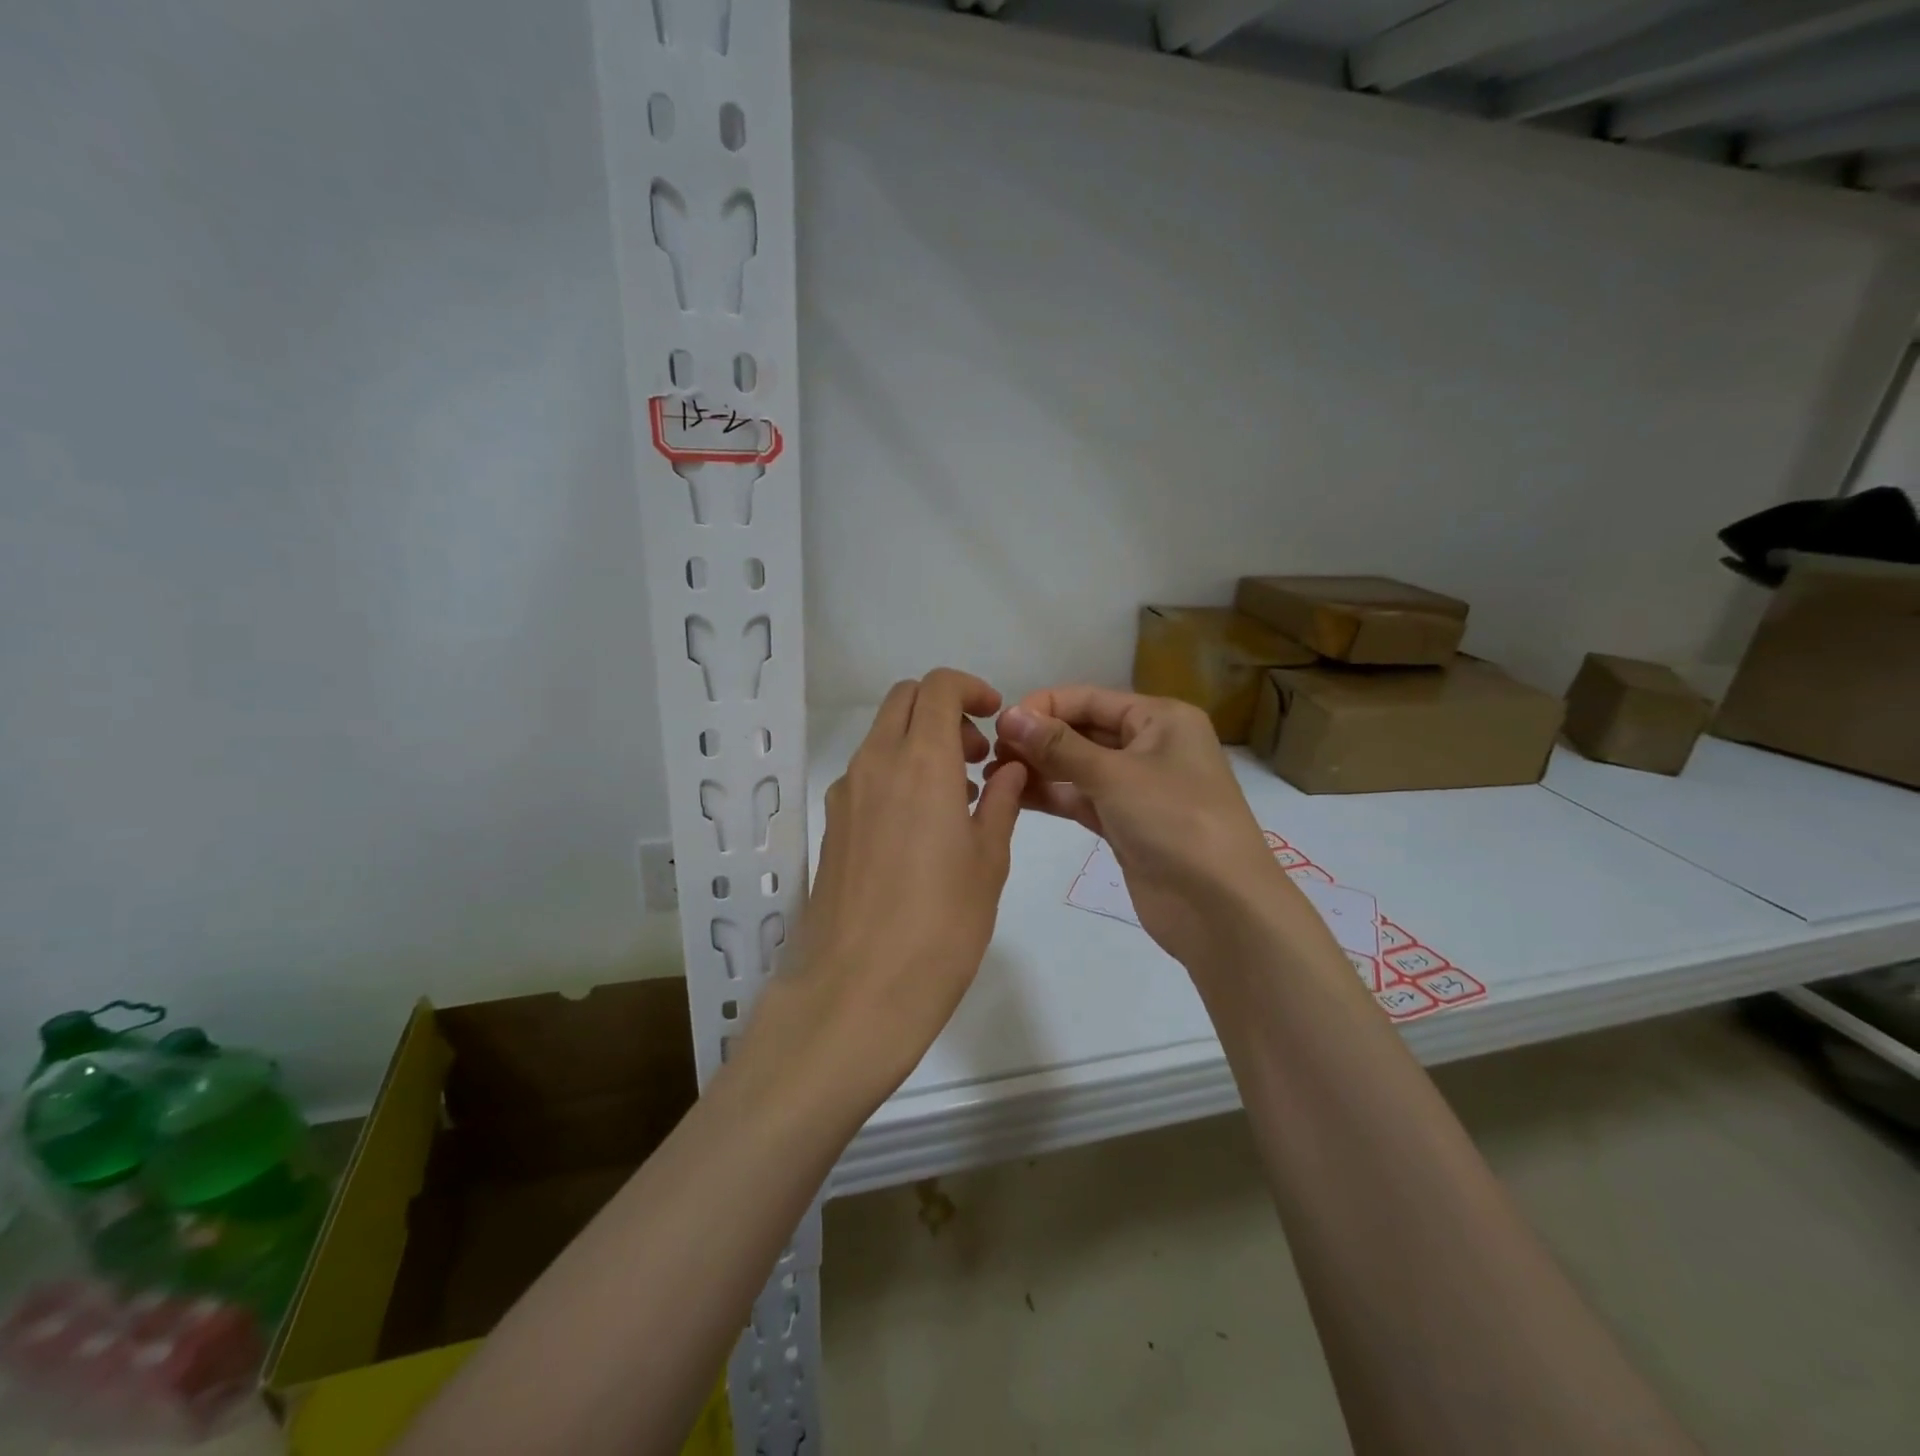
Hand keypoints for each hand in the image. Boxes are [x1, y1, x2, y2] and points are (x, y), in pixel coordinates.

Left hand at [744, 669, 1027, 1116]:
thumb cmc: (941, 926)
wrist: (857, 992)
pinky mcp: (831, 826)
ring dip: (920, 743)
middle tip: (978, 757)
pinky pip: (867, 774)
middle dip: (944, 711)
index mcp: (920, 762)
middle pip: (903, 701)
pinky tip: (923, 827)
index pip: (937, 686)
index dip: (970, 688)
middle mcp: (874, 764)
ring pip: (882, 737)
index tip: (995, 718)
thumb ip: (1001, 802)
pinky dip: (898, 773)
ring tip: (960, 797)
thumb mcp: (988, 861)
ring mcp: (845, 795)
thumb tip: (1009, 769)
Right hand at [993, 687, 1295, 969]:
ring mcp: (1138, 788)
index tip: (999, 723)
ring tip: (994, 775)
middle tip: (990, 753)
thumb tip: (1008, 715)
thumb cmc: (1175, 821)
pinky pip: (1083, 799)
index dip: (1045, 707)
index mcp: (1160, 718)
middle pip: (1084, 732)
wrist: (1220, 907)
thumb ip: (1058, 745)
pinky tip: (1015, 796)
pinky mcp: (1126, 824)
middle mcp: (1151, 746)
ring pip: (1080, 768)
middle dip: (1039, 739)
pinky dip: (1053, 796)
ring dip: (1040, 769)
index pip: (1091, 699)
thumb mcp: (1115, 775)